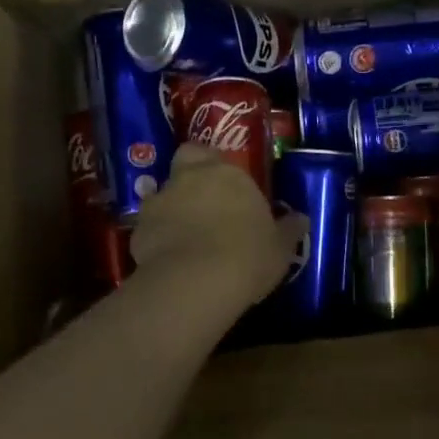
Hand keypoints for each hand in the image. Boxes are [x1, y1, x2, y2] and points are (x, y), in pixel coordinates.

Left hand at [130, 144, 306, 309]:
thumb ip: (289, 229)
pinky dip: (158, 238)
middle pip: (186, 160)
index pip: (218, 157)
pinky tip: (170, 259)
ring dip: (172, 208)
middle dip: (192, 175)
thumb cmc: (248, 255)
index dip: (222, 172)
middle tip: (205, 201)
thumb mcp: (281, 247)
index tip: (233, 192)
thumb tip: (301, 218)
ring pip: (163, 194)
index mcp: (226, 173)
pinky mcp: (138, 230)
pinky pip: (150, 228)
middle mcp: (189, 177)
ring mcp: (159, 202)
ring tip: (186, 236)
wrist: (196, 282)